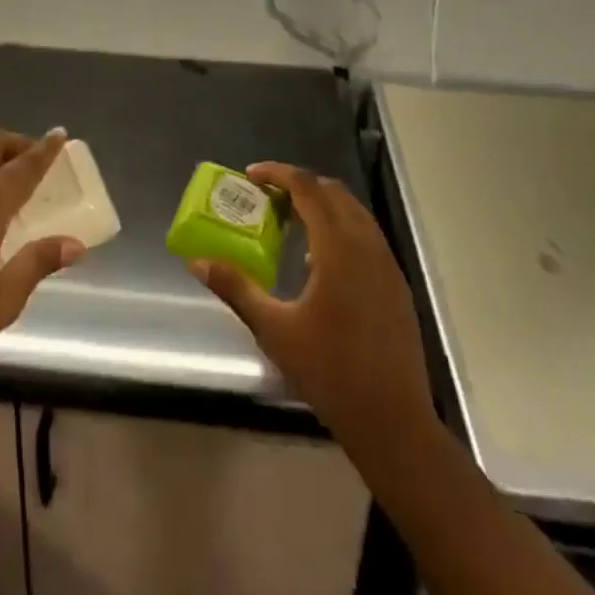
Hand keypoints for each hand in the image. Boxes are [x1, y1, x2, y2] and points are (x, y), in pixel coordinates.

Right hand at [188, 162, 434, 451]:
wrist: (392, 421)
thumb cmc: (330, 372)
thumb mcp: (274, 330)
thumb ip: (237, 288)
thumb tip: (198, 262)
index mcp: (338, 248)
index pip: (308, 188)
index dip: (278, 173)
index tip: (251, 175)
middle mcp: (367, 244)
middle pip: (333, 192)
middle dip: (299, 185)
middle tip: (267, 197)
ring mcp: (387, 263)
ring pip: (353, 211)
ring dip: (321, 204)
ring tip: (289, 222)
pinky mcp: (396, 282)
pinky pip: (366, 234)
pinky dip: (340, 227)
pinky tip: (318, 260)